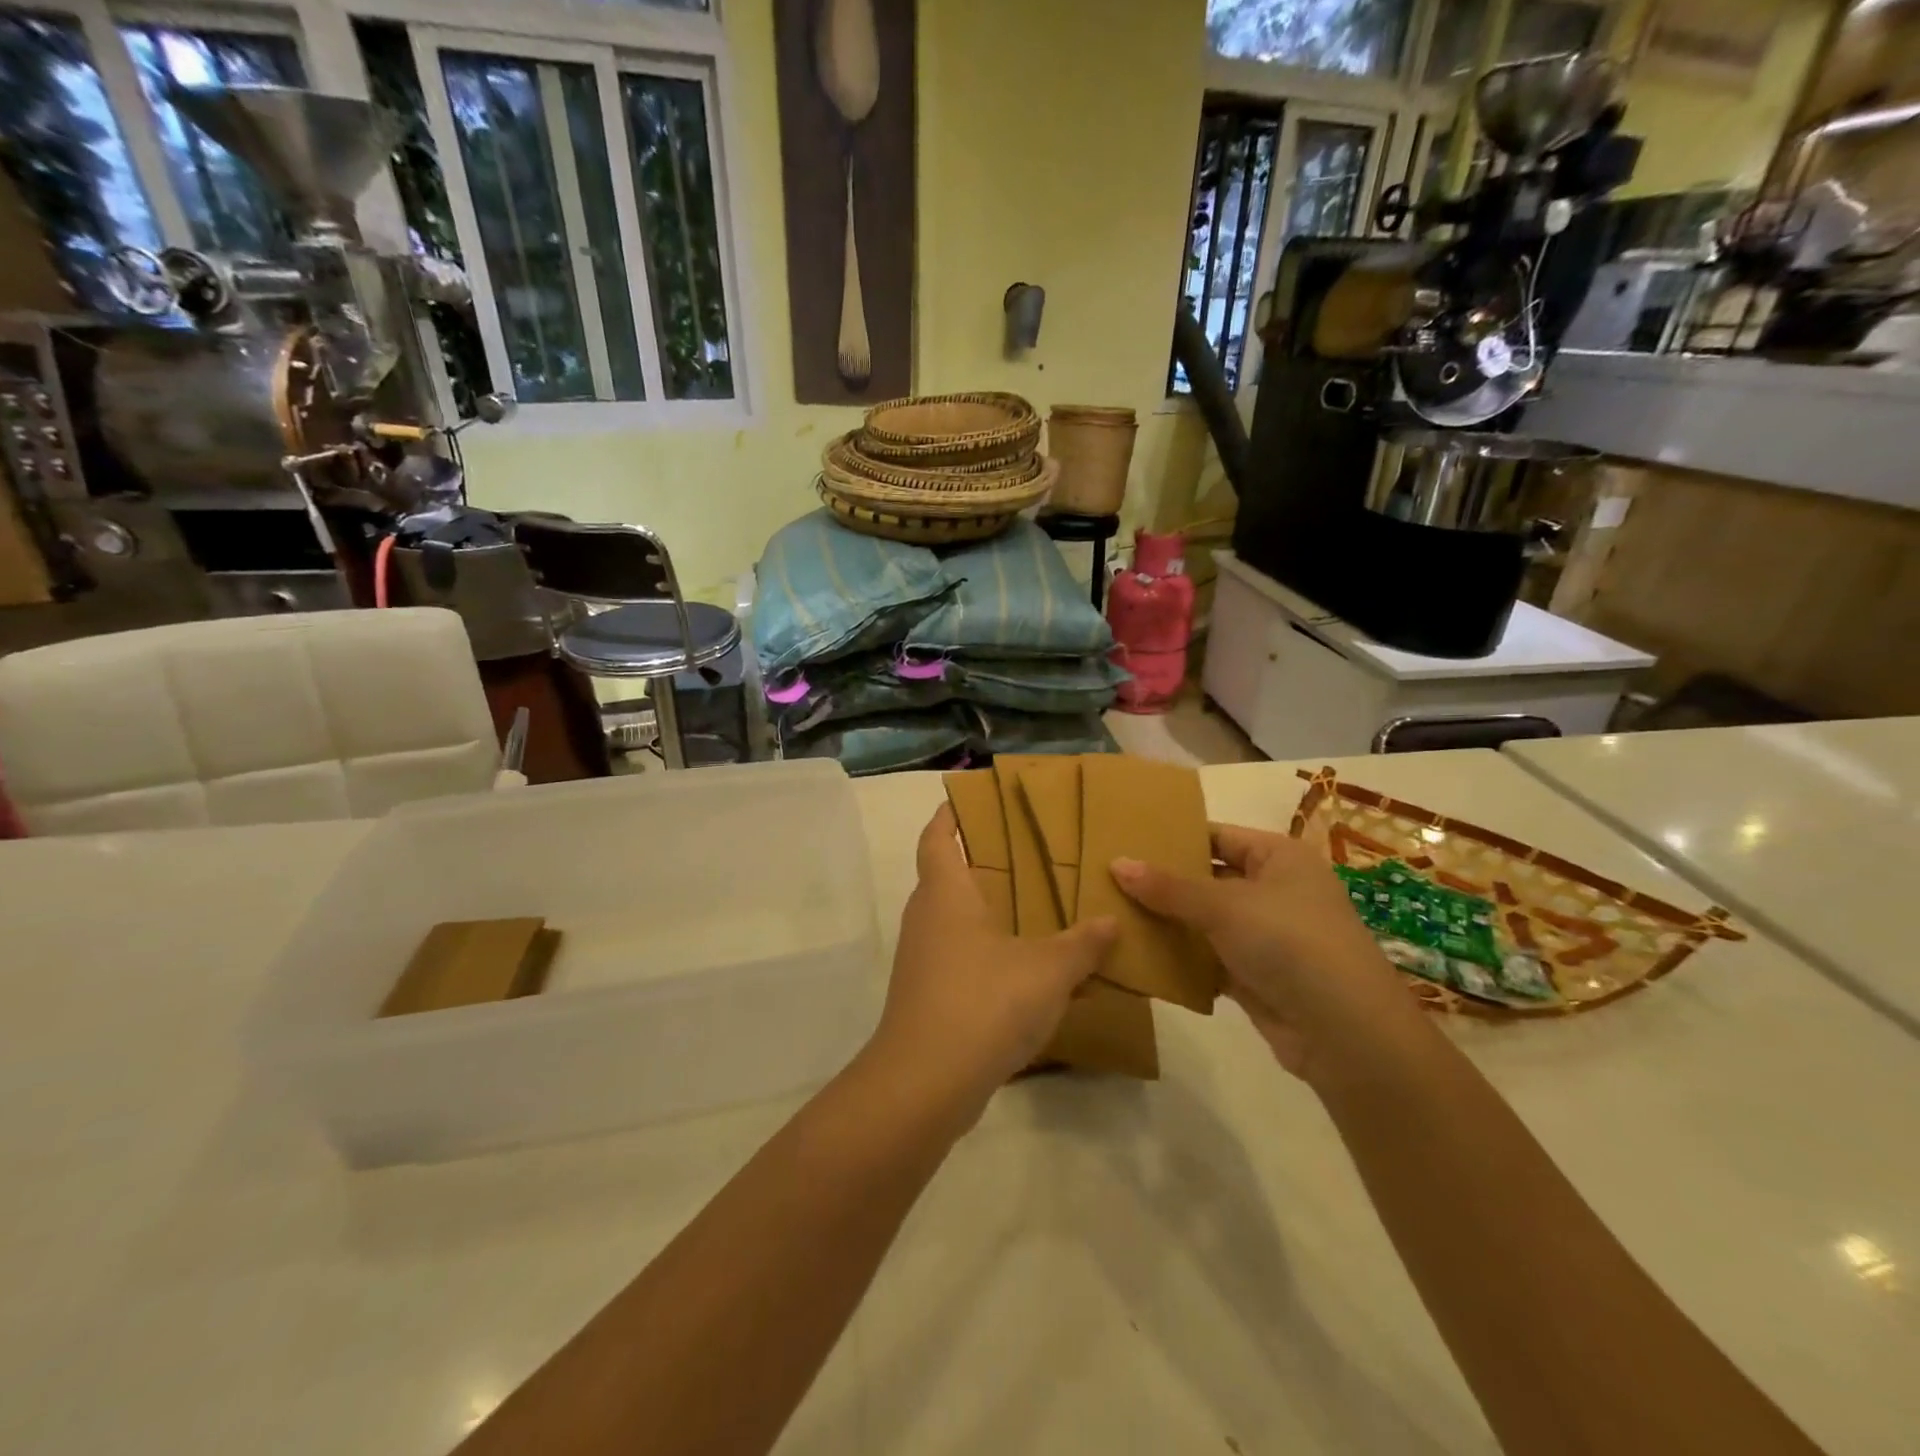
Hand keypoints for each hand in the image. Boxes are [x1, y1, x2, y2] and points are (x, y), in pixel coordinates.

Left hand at [865, 805, 1116, 1127]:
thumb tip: (1111, 921)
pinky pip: (962, 960)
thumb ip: (1082, 944)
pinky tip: (1029, 972)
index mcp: (945, 894)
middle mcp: (927, 919)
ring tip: (1037, 909)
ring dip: (989, 913)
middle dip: (982, 864)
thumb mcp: (1047, 970)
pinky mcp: (928, 996)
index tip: (971, 800)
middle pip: (946, 876)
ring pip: (956, 921)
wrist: (926, 1083)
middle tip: (1027, 854)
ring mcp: (924, 960)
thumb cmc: (983, 1002)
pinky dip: (991, 955)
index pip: (937, 837)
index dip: (950, 816)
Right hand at [1111, 825, 1419, 1082]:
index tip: (1124, 839)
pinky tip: (1138, 955)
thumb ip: (1168, 887)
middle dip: (1162, 882)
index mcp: (1278, 857)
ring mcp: (1265, 935)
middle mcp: (1274, 890)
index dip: (1173, 837)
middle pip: (1207, 878)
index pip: (1216, 836)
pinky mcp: (1255, 975)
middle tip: (1107, 877)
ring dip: (1167, 922)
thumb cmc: (1291, 944)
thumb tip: (1116, 863)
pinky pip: (1208, 957)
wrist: (1347, 1034)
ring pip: (1204, 921)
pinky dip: (1180, 958)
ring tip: (1111, 912)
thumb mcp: (1225, 906)